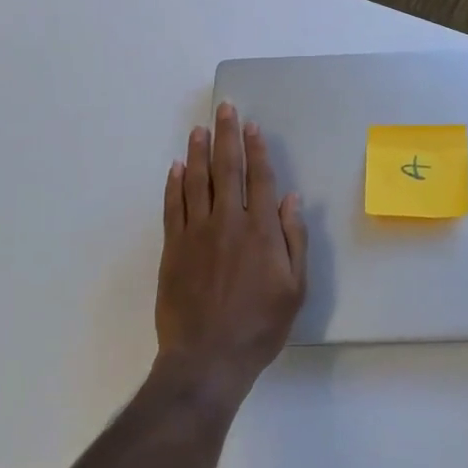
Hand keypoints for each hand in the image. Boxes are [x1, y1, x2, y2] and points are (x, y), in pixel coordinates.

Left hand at [155, 102, 306, 403]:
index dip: (256, 150)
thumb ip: (294, 240)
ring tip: (199, 129)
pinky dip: (174, 184)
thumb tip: (291, 199)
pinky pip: (173, 207)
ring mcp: (196, 233)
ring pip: (196, 181)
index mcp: (260, 230)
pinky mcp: (173, 248)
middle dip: (227, 136)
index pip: (260, 179)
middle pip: (227, 169)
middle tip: (224, 110)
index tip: (252, 126)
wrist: (206, 358)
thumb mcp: (294, 288)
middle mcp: (228, 222)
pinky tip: (176, 168)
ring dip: (198, 152)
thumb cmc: (259, 326)